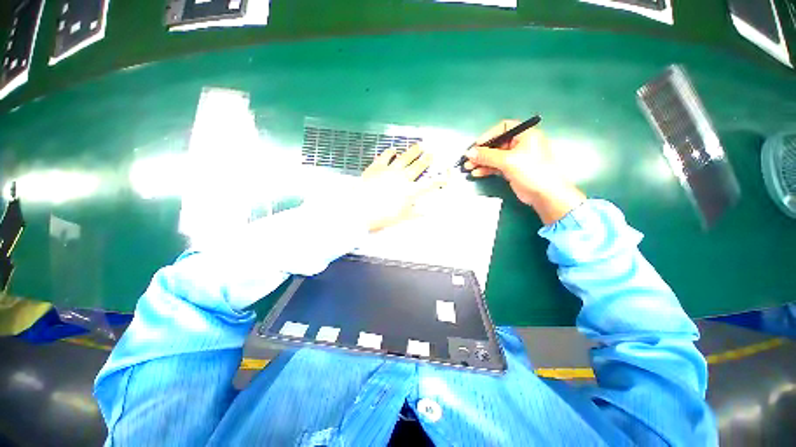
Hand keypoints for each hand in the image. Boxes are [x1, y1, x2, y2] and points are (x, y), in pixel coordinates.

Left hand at [360, 144, 444, 232]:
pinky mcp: (376, 167)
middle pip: (418, 166)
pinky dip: (390, 152)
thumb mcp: (401, 217)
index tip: (445, 178)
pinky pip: (385, 156)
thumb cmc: (382, 216)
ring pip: (404, 158)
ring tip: (419, 146)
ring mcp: (389, 170)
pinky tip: (393, 150)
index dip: (438, 181)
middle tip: (432, 154)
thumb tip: (426, 212)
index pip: (428, 185)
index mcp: (410, 191)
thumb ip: (415, 213)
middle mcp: (402, 178)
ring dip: (413, 151)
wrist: (360, 209)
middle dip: (426, 160)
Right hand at [463, 120, 585, 224]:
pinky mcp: (512, 169)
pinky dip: (486, 169)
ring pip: (494, 156)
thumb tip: (469, 153)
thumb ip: (487, 156)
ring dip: (481, 162)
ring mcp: (516, 158)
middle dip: (481, 152)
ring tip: (468, 167)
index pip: (503, 128)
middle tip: (468, 159)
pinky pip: (495, 166)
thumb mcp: (508, 161)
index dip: (488, 135)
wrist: (545, 194)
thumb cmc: (532, 171)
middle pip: (496, 144)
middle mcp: (520, 144)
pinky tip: (476, 173)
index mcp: (525, 134)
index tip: (476, 146)